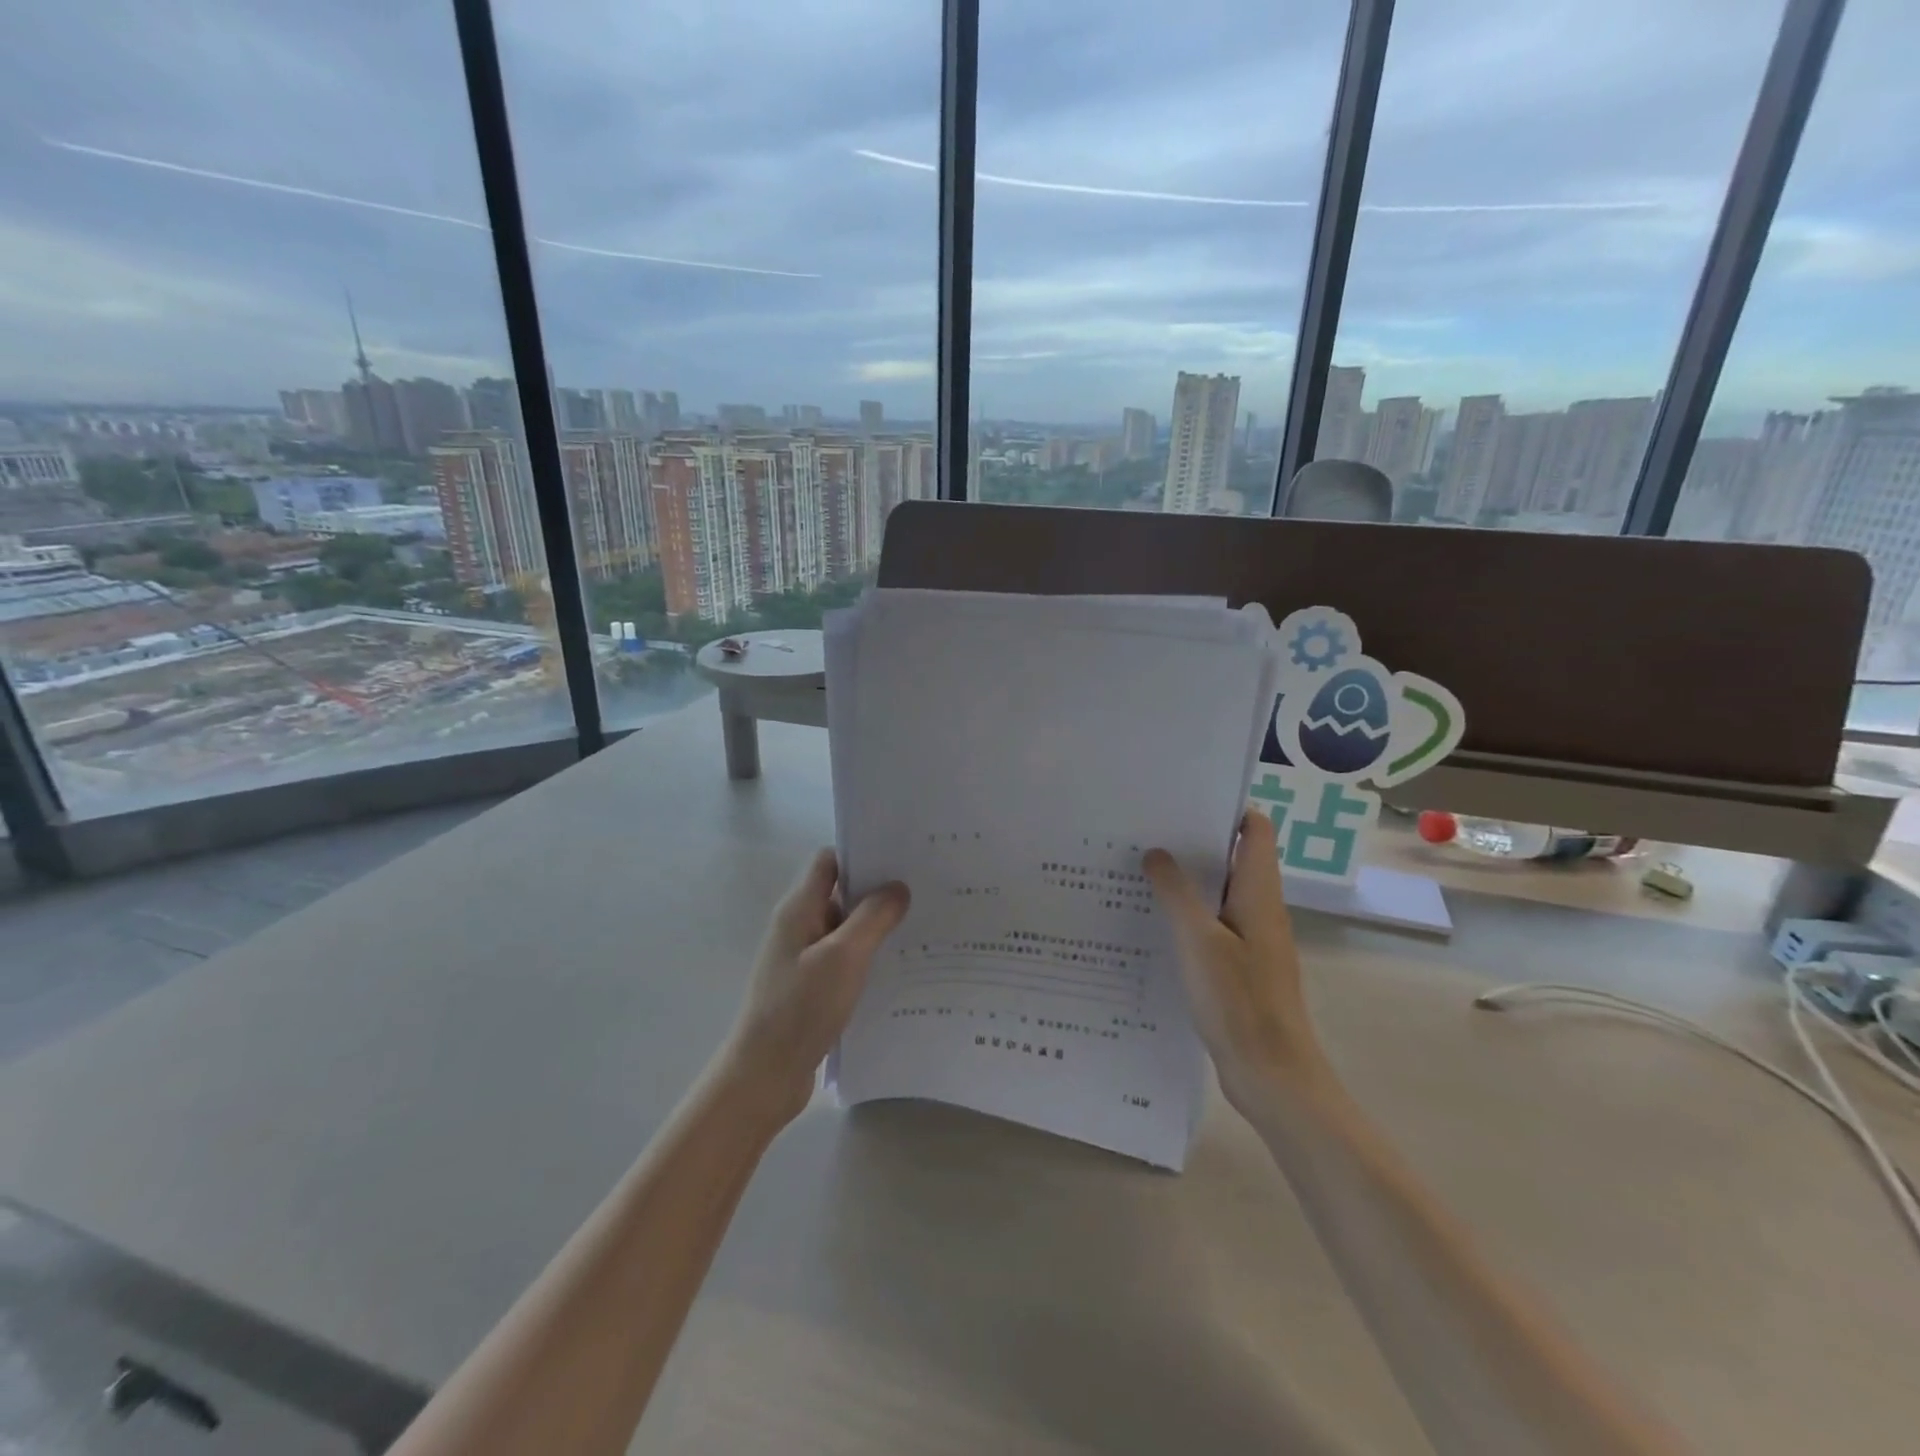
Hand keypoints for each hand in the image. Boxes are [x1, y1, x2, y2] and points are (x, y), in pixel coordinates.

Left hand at [722, 850, 909, 1124]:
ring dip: (876, 927)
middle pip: (841, 892)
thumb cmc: (800, 1008)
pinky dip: (868, 957)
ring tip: (921, 927)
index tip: (901, 857)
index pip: (830, 861)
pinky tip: (899, 968)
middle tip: (923, 891)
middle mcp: (799, 926)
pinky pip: (845, 959)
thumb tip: (898, 887)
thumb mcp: (844, 957)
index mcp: (799, 909)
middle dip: (878, 890)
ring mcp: (804, 958)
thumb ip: (872, 917)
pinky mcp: (812, 986)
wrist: (764, 1075)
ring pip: (846, 928)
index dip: (862, 853)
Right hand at [1144, 810, 1328, 1110]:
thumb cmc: (1239, 1001)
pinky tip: (1150, 920)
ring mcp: (1251, 939)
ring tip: (1137, 868)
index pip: (1255, 830)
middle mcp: (1260, 908)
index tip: (1182, 799)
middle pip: (1233, 857)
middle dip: (1194, 841)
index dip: (1226, 808)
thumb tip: (1156, 852)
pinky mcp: (1239, 966)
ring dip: (1186, 879)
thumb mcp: (1198, 940)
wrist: (1271, 1075)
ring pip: (1219, 892)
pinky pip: (1211, 924)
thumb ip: (1176, 892)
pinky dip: (1186, 914)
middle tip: (1144, 830)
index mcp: (1259, 893)